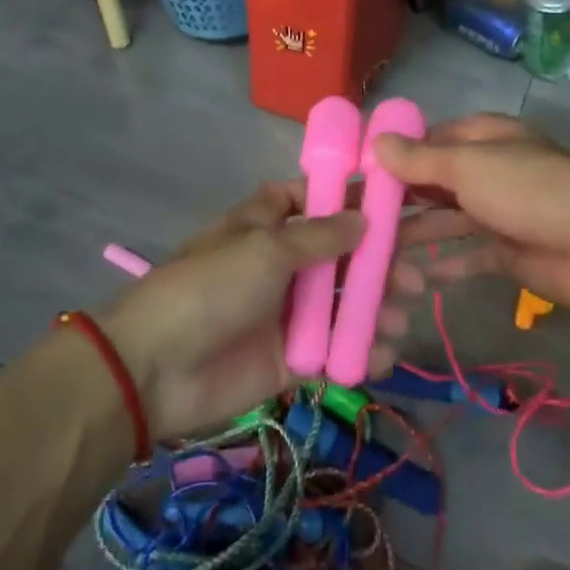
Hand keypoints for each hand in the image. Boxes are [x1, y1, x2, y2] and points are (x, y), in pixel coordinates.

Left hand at [100, 185, 399, 440]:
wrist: (156, 368)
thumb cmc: (212, 287)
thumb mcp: (266, 249)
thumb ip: (321, 237)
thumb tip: (364, 219)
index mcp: (268, 224)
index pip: (317, 202)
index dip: (355, 202)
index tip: (398, 207)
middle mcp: (282, 263)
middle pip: (341, 257)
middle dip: (379, 265)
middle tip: (414, 278)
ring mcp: (287, 312)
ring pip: (343, 305)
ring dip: (376, 309)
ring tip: (402, 318)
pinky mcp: (290, 358)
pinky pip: (333, 350)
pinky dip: (359, 351)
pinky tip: (383, 354)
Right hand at [376, 114, 569, 320]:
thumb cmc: (531, 191)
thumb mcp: (469, 167)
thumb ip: (420, 160)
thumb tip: (376, 143)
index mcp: (487, 139)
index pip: (433, 139)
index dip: (398, 153)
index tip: (360, 173)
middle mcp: (492, 172)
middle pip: (437, 181)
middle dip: (401, 197)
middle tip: (357, 218)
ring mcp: (501, 213)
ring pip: (448, 220)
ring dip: (416, 233)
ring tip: (374, 251)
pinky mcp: (509, 253)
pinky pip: (468, 256)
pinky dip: (445, 264)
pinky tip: (416, 277)